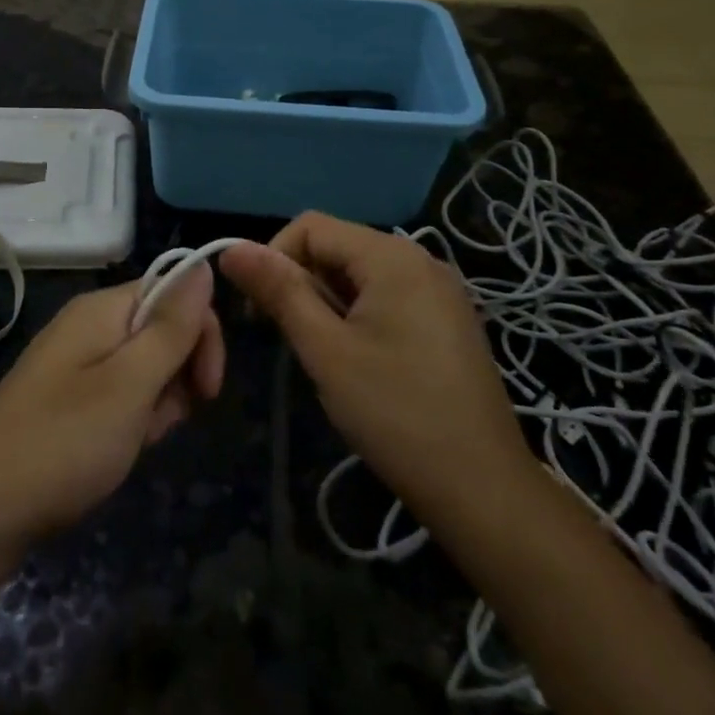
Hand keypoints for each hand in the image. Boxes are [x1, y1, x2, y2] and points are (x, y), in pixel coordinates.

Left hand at [0, 267, 224, 546]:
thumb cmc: (63, 441)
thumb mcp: (130, 384)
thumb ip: (171, 327)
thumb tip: (203, 265)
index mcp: (101, 310)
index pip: (174, 293)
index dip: (200, 334)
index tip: (208, 388)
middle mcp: (87, 326)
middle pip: (161, 331)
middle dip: (178, 376)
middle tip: (162, 420)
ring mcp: (74, 364)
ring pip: (144, 369)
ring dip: (156, 405)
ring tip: (133, 441)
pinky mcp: (67, 400)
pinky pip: (119, 396)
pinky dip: (131, 421)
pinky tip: (119, 451)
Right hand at [218, 213, 539, 521]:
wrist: (482, 487)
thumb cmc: (395, 413)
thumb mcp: (325, 350)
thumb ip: (279, 291)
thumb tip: (232, 249)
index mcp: (391, 256)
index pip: (310, 227)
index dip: (273, 259)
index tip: (261, 313)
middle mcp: (420, 259)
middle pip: (337, 246)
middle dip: (302, 282)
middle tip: (293, 339)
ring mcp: (439, 290)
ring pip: (360, 273)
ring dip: (328, 301)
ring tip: (326, 354)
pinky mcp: (447, 318)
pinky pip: (387, 295)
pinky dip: (358, 314)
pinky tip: (359, 360)